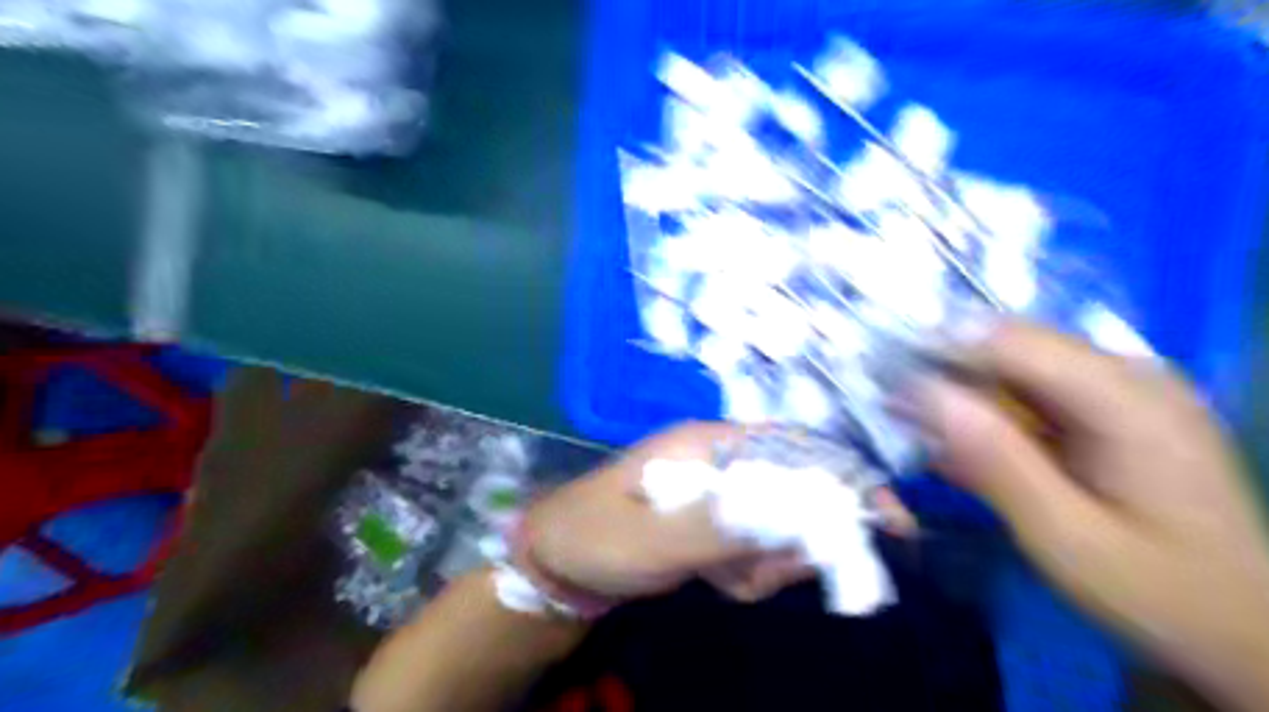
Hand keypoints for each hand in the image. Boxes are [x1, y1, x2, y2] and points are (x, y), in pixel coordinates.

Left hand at [521, 425, 817, 603]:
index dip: (845, 475)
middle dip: (791, 542)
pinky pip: (759, 549)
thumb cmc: (597, 535)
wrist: (560, 561)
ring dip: (764, 564)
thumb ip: (719, 526)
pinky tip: (712, 580)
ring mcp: (722, 492)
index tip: (889, 522)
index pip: (795, 446)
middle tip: (758, 573)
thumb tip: (794, 516)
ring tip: (721, 579)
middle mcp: (723, 460)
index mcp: (709, 443)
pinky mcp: (719, 521)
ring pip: (781, 528)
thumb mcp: (653, 535)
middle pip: (798, 492)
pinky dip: (747, 573)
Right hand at [906, 322, 1268, 711]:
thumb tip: (923, 392)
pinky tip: (966, 451)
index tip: (882, 380)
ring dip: (962, 398)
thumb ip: (995, 460)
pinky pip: (1033, 396)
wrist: (1241, 631)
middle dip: (944, 375)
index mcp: (1127, 398)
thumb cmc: (1157, 591)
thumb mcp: (1064, 537)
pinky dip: (990, 418)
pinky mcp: (1112, 413)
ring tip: (922, 436)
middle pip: (1009, 348)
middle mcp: (1127, 376)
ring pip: (1013, 370)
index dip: (937, 350)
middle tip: (893, 413)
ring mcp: (1123, 392)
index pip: (1008, 340)